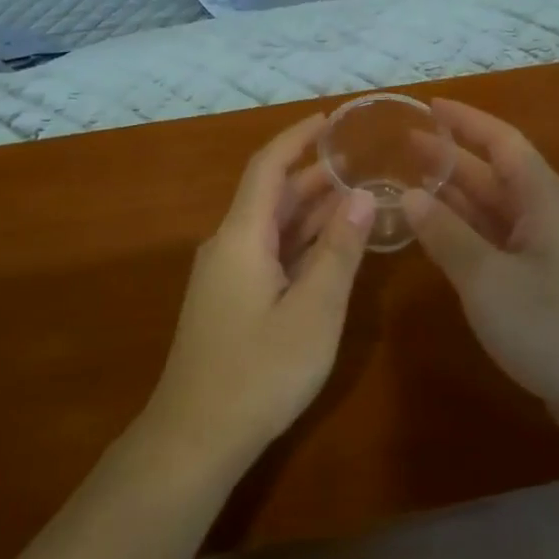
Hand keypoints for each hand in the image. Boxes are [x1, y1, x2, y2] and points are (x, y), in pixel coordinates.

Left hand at [147, 113, 374, 467]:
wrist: (195, 438)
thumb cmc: (259, 371)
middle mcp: (228, 246)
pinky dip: (301, 244)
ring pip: (272, 228)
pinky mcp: (230, 301)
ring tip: (359, 197)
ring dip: (311, 212)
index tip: (331, 120)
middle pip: (271, 196)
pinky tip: (332, 250)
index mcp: (241, 236)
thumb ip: (338, 251)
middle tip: (363, 162)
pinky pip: (269, 255)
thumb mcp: (314, 310)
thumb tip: (360, 196)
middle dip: (314, 176)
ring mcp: (226, 276)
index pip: (267, 167)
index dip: (296, 138)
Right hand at [405, 100, 558, 441]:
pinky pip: (494, 242)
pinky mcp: (540, 284)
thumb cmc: (554, 324)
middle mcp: (544, 215)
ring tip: (409, 183)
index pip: (500, 140)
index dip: (464, 121)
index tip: (427, 106)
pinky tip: (437, 236)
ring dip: (454, 196)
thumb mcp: (488, 278)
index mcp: (541, 198)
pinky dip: (464, 233)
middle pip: (493, 173)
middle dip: (450, 158)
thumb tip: (410, 195)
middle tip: (403, 146)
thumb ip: (446, 235)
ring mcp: (544, 251)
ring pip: (492, 209)